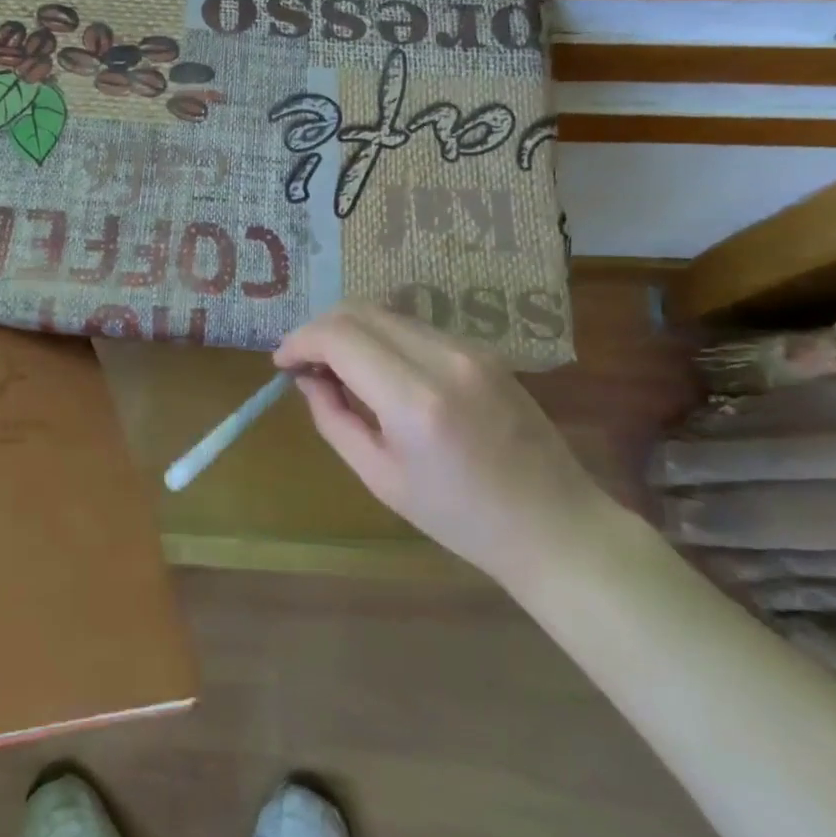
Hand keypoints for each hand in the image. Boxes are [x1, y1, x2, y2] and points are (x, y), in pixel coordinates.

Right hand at [275, 302, 610, 584]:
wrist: (555, 525)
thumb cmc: (461, 518)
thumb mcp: (380, 478)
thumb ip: (334, 418)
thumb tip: (307, 378)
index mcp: (416, 400)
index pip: (340, 336)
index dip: (300, 340)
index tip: (280, 363)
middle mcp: (444, 358)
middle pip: (360, 311)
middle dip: (319, 329)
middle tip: (302, 363)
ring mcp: (469, 348)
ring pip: (387, 313)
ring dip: (350, 331)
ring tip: (335, 368)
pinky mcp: (484, 349)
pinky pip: (415, 327)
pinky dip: (381, 337)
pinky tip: (376, 371)